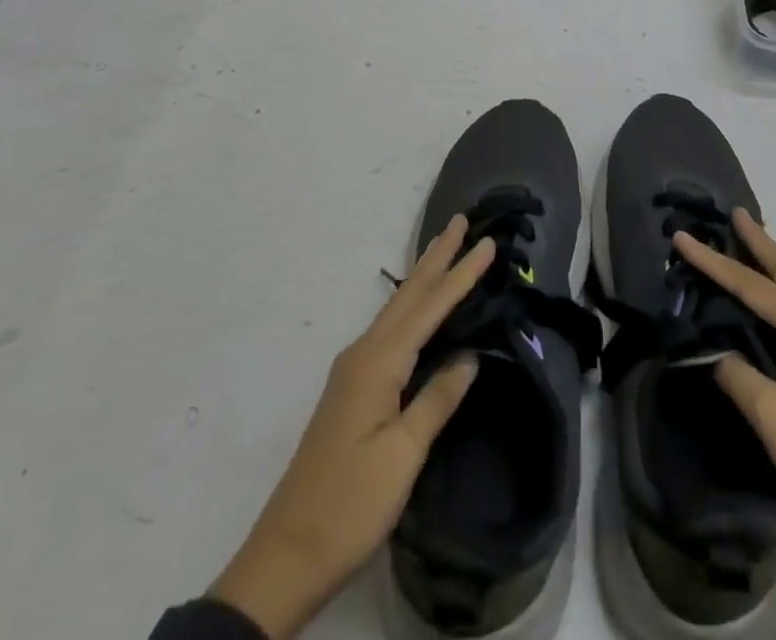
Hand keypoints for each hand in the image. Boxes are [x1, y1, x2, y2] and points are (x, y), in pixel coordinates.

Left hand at [209, 215, 494, 639]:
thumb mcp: (403, 455)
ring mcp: (354, 370)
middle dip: (437, 257)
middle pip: (408, 295)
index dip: (461, 275)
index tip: (487, 242)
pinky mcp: (352, 389)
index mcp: (378, 363)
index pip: (430, 308)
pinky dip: (412, 306)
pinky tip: (419, 309)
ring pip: (397, 309)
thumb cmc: (350, 504)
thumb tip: (468, 356)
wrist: (288, 553)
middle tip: (460, 221)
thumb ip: (437, 399)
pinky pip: (390, 330)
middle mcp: (363, 354)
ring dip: (424, 277)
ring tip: (445, 249)